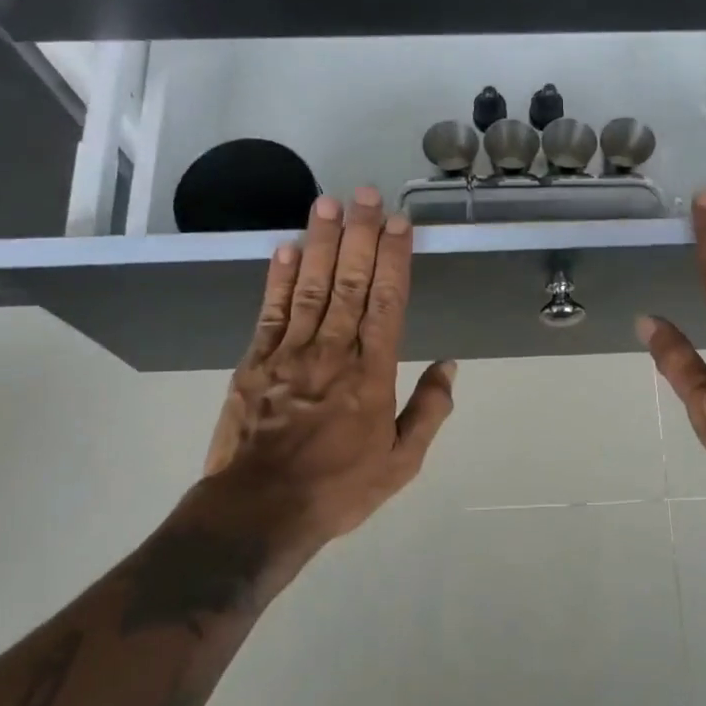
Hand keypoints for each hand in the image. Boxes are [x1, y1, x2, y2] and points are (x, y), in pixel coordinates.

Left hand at [194, 188, 455, 554]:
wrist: (261, 510)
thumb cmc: (339, 488)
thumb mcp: (401, 463)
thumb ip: (428, 411)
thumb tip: (450, 366)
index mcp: (372, 375)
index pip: (387, 303)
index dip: (393, 259)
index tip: (398, 224)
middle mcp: (332, 353)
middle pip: (348, 283)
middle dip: (358, 236)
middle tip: (365, 194)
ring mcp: (289, 354)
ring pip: (309, 287)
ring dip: (319, 242)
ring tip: (327, 203)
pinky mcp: (254, 363)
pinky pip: (270, 312)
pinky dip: (278, 279)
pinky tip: (285, 249)